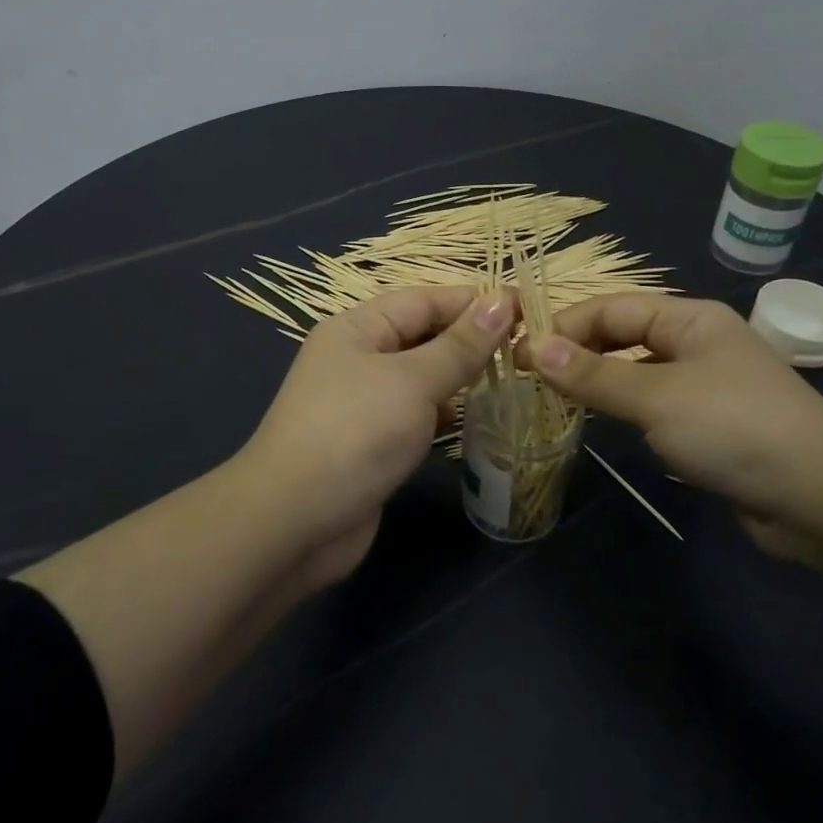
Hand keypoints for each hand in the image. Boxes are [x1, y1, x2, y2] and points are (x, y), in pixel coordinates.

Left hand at [239, 285, 515, 585]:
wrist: (294, 523)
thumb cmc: (355, 434)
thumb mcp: (412, 381)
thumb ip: (460, 345)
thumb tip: (503, 301)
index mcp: (358, 328)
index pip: (425, 300)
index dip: (475, 302)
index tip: (528, 310)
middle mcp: (358, 358)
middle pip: (423, 336)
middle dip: (470, 340)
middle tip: (527, 349)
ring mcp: (363, 402)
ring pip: (421, 376)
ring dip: (460, 377)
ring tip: (510, 380)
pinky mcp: (371, 442)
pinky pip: (415, 414)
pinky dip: (442, 413)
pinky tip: (472, 421)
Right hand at [528, 295, 822, 558]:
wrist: (820, 497)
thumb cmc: (734, 428)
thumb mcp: (657, 396)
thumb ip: (594, 375)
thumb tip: (534, 349)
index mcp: (689, 318)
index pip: (612, 308)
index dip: (565, 326)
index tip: (520, 354)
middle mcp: (696, 342)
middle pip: (624, 336)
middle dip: (579, 352)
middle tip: (531, 379)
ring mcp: (704, 385)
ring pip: (636, 372)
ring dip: (598, 382)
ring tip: (554, 400)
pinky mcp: (709, 424)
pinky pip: (653, 405)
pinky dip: (623, 409)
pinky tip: (601, 424)